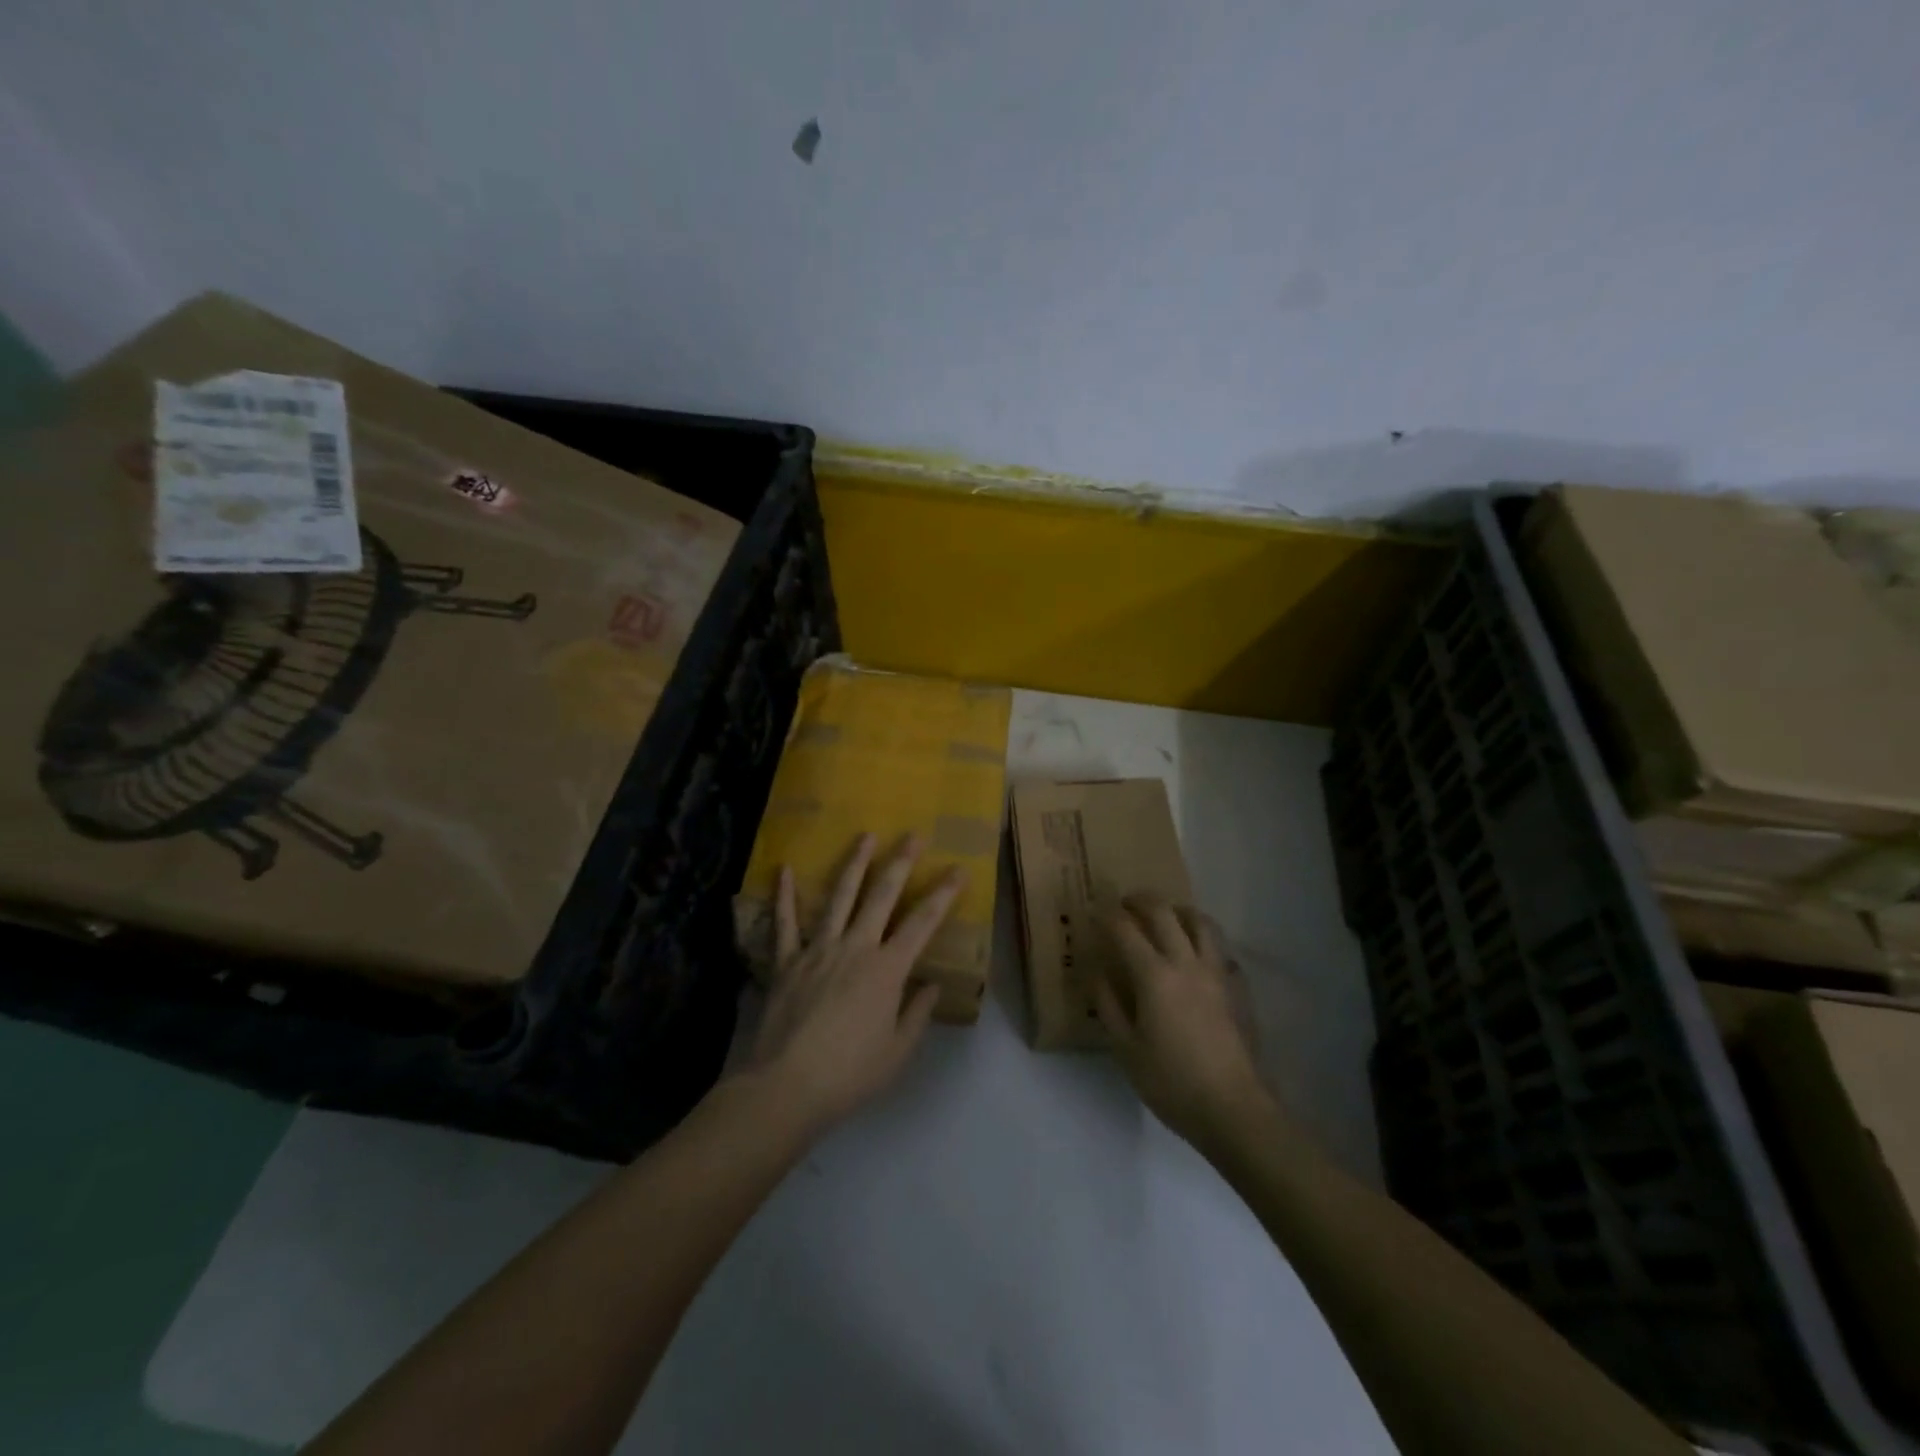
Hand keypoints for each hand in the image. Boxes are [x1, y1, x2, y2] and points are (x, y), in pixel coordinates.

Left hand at [743, 833, 965, 1131]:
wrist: (786, 1086)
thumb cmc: (849, 1074)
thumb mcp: (897, 1052)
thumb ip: (916, 1014)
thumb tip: (930, 985)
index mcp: (886, 970)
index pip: (922, 923)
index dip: (943, 894)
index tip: (958, 869)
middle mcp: (855, 948)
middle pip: (881, 896)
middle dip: (900, 862)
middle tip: (913, 835)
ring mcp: (818, 949)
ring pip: (839, 897)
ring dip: (854, 864)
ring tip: (865, 836)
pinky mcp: (786, 961)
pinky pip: (784, 922)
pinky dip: (785, 895)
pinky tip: (785, 869)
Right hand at [1095, 894, 1271, 1151]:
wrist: (1233, 1108)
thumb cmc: (1171, 1082)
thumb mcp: (1125, 1049)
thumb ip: (1108, 1005)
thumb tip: (1097, 973)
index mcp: (1154, 975)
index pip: (1125, 929)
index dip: (1107, 915)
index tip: (1094, 911)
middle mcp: (1186, 963)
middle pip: (1164, 913)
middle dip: (1141, 900)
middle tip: (1126, 903)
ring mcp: (1216, 973)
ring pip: (1200, 922)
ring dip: (1178, 910)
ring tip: (1166, 916)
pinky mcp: (1236, 987)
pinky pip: (1220, 948)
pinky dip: (1204, 939)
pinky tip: (1197, 953)